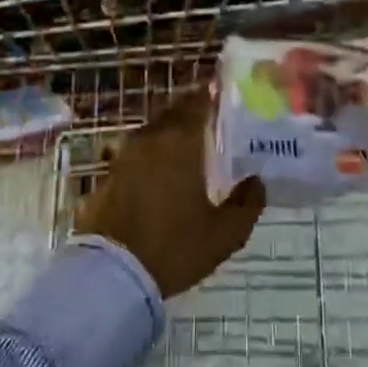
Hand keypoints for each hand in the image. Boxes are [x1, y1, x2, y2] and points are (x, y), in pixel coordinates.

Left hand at [75, 89, 264, 297]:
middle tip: (214, 117)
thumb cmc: (173, 247)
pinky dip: (154, 151)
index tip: (226, 92)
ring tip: (192, 142)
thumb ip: (246, 204)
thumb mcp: (223, 235)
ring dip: (172, 129)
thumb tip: (257, 181)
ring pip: (155, 129)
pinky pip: (138, 150)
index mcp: (181, 142)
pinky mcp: (110, 173)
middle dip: (193, 108)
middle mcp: (152, 138)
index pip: (198, 102)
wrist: (111, 274)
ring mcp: (126, 154)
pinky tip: (164, 168)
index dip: (212, 93)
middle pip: (174, 111)